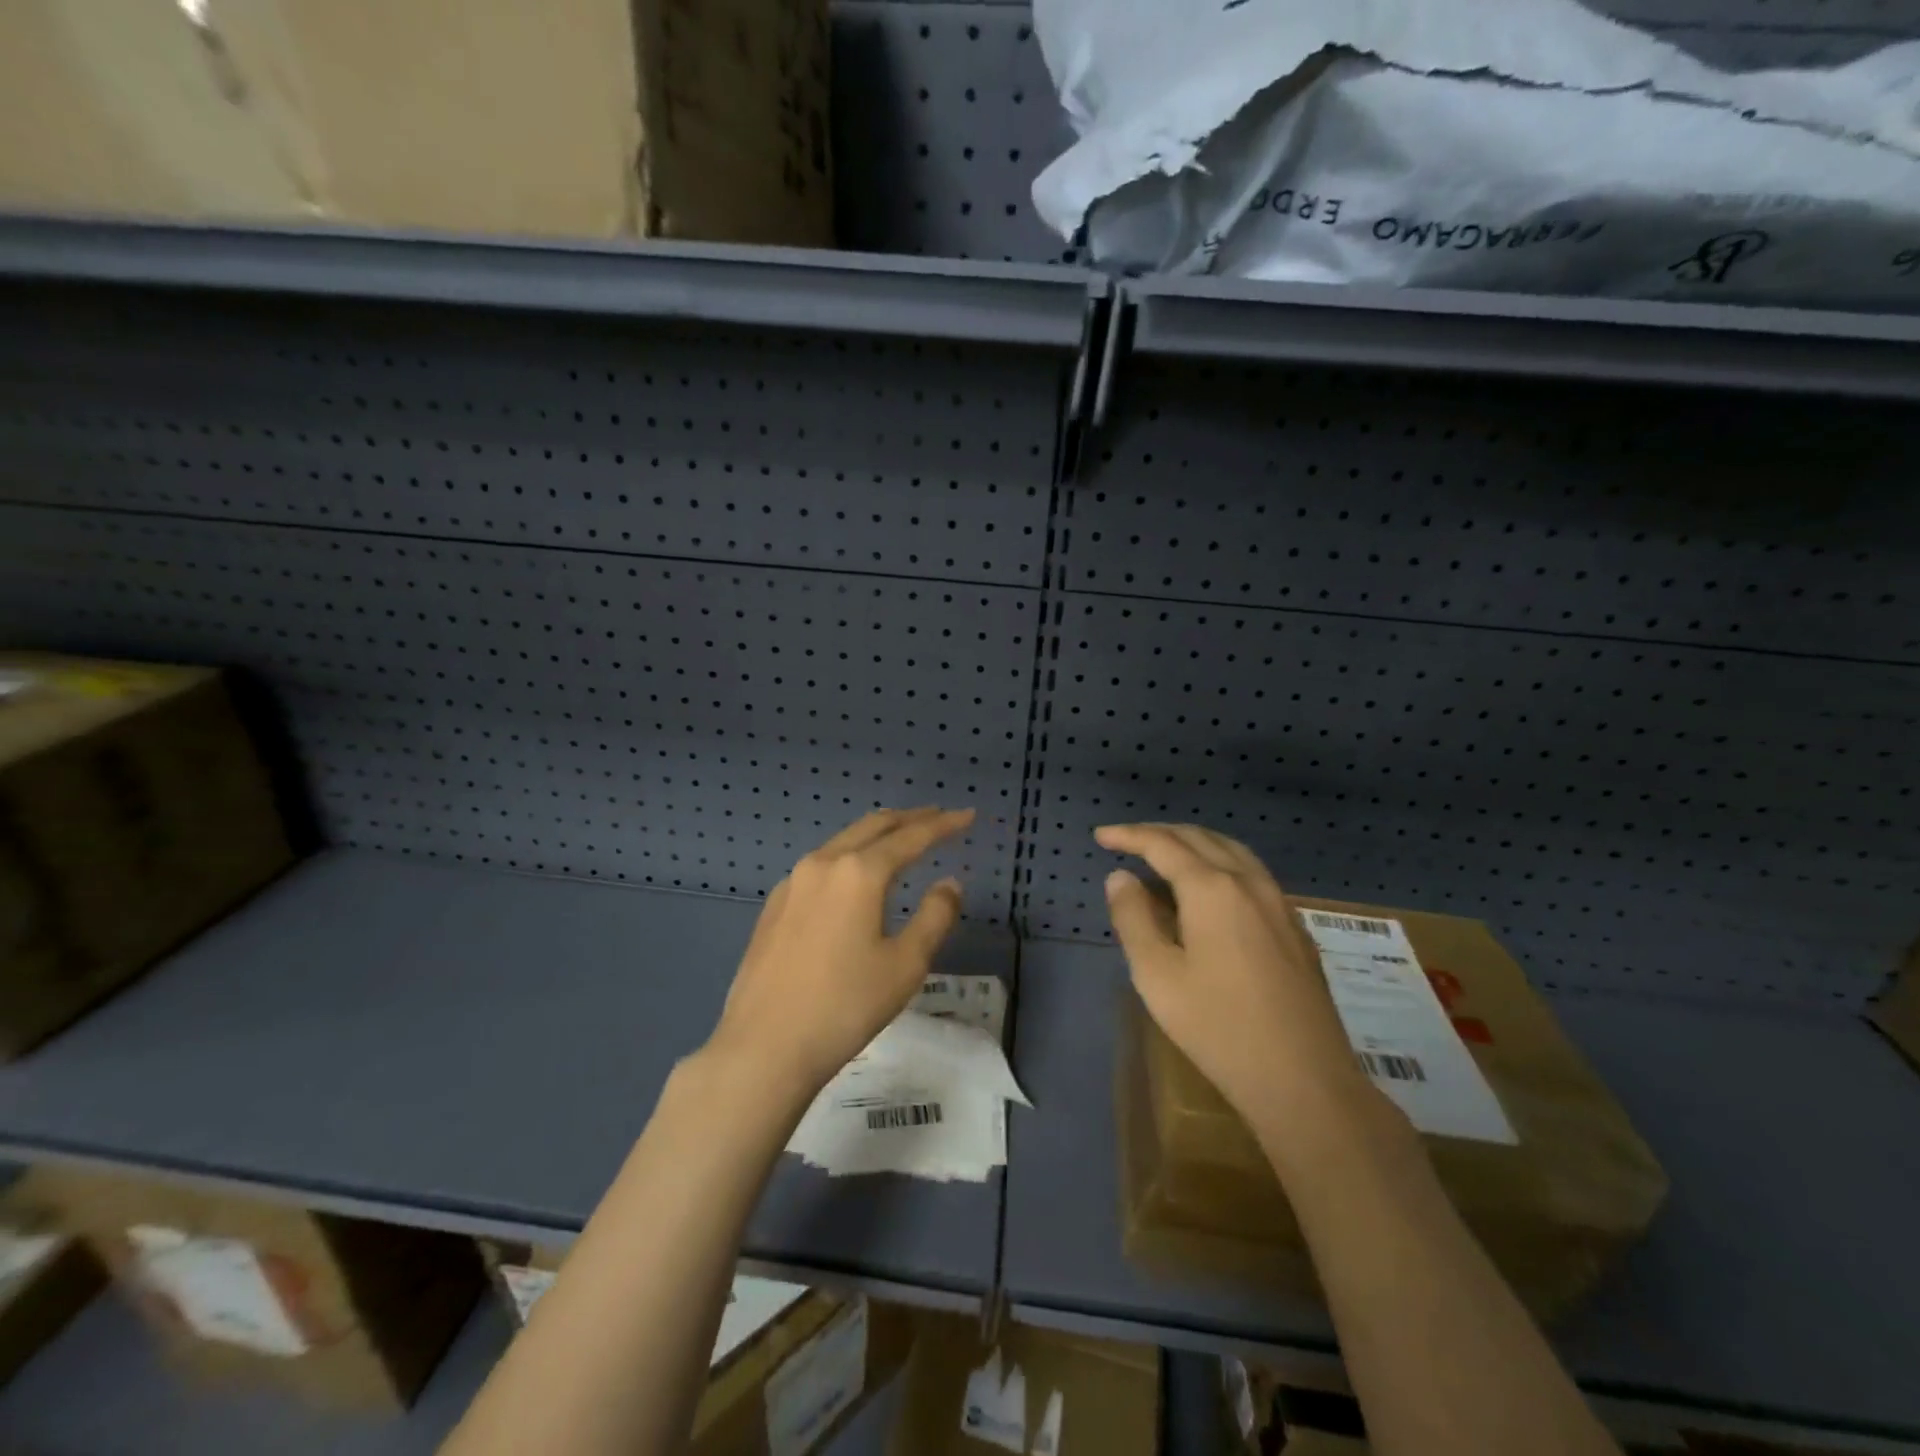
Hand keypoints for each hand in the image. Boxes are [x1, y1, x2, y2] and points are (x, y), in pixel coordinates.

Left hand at [707, 807, 974, 1097]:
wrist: (763, 1046)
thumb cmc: (844, 1006)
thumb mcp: (905, 965)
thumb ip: (935, 916)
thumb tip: (948, 883)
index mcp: (859, 872)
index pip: (911, 836)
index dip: (944, 825)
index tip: (968, 815)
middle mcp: (824, 863)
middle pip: (874, 826)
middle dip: (911, 819)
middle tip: (939, 818)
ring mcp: (793, 881)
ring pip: (844, 841)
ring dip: (878, 834)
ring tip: (902, 839)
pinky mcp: (775, 904)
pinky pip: (822, 864)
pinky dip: (851, 855)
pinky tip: (855, 876)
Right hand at [1097, 823, 1376, 1133]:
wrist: (1304, 1080)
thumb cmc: (1218, 1027)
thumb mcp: (1157, 975)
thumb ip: (1133, 918)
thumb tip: (1120, 877)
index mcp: (1212, 889)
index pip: (1163, 844)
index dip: (1129, 835)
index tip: (1101, 836)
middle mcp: (1249, 883)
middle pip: (1200, 838)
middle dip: (1160, 833)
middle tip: (1127, 840)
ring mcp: (1279, 904)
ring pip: (1232, 851)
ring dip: (1194, 843)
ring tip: (1165, 854)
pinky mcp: (1294, 928)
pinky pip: (1252, 874)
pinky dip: (1220, 863)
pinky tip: (1211, 889)